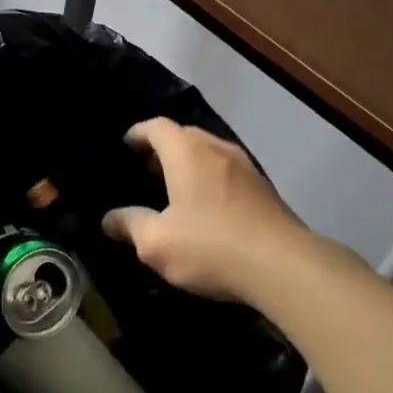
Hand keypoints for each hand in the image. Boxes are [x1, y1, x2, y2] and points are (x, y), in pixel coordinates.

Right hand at [103, 118, 308, 304]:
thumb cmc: (210, 246)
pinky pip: (228, 172)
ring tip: (174, 185)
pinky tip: (207, 206)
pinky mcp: (264, 189)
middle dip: (164, 147)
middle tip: (146, 167)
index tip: (126, 144)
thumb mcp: (156, 243)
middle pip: (186, 135)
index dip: (139, 133)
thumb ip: (130, 225)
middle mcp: (217, 149)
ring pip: (210, 152)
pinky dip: (211, 178)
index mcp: (187, 153)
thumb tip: (108, 219)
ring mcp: (246, 167)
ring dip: (190, 162)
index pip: (157, 127)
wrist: (283, 265)